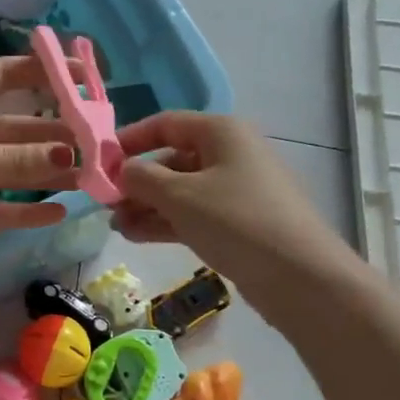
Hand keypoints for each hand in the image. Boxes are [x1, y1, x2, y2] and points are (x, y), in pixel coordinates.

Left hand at [0, 56, 74, 272]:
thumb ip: (8, 160)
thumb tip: (67, 155)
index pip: (2, 78)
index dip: (39, 72)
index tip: (80, 72)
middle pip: (11, 131)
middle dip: (50, 135)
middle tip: (94, 142)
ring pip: (5, 172)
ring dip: (41, 174)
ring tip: (85, 176)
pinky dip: (19, 212)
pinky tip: (55, 213)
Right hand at [113, 111, 349, 288]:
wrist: (299, 276)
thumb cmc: (235, 221)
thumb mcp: (179, 195)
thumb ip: (142, 178)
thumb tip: (122, 171)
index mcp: (221, 132)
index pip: (166, 124)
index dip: (130, 139)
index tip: (100, 162)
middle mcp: (230, 154)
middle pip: (171, 159)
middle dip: (136, 181)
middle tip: (105, 204)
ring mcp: (235, 190)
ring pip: (180, 191)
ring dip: (146, 206)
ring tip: (115, 226)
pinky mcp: (238, 223)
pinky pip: (193, 214)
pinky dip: (166, 222)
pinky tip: (136, 236)